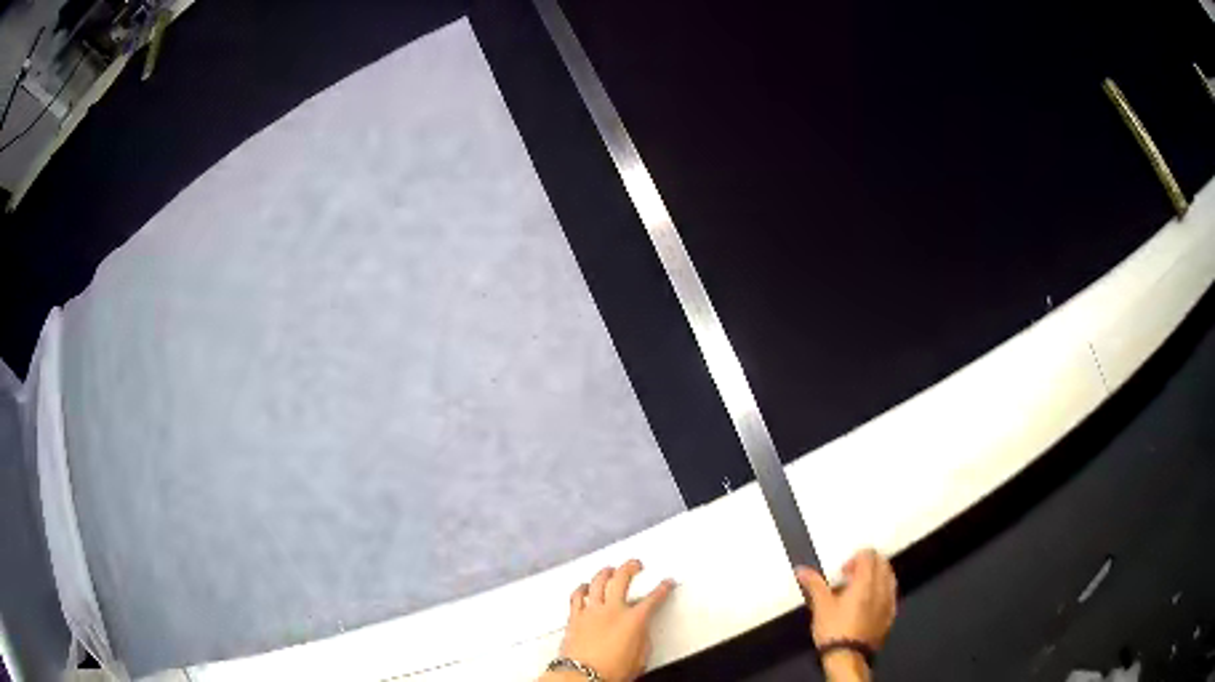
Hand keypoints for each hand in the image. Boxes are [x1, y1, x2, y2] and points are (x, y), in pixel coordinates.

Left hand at [546, 559, 674, 681]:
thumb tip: (641, 630)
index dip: (662, 589)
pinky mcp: (575, 617)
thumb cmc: (613, 671)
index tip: (666, 583)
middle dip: (630, 568)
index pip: (653, 599)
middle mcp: (612, 610)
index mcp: (633, 620)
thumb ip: (642, 638)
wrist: (583, 676)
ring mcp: (591, 611)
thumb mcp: (640, 657)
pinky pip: (577, 596)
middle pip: (621, 579)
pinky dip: (582, 588)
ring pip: (597, 582)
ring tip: (610, 569)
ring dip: (605, 572)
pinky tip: (585, 586)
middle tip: (635, 564)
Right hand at [796, 549, 897, 680]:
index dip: (855, 558)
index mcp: (865, 582)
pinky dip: (882, 591)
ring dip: (877, 576)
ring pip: (890, 577)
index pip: (869, 556)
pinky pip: (891, 594)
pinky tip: (869, 603)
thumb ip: (815, 584)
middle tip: (850, 578)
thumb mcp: (821, 606)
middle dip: (868, 565)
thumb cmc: (833, 629)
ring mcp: (889, 602)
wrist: (848, 656)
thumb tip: (802, 569)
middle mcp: (882, 588)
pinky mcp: (891, 615)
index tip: (843, 572)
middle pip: (882, 563)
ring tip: (860, 590)